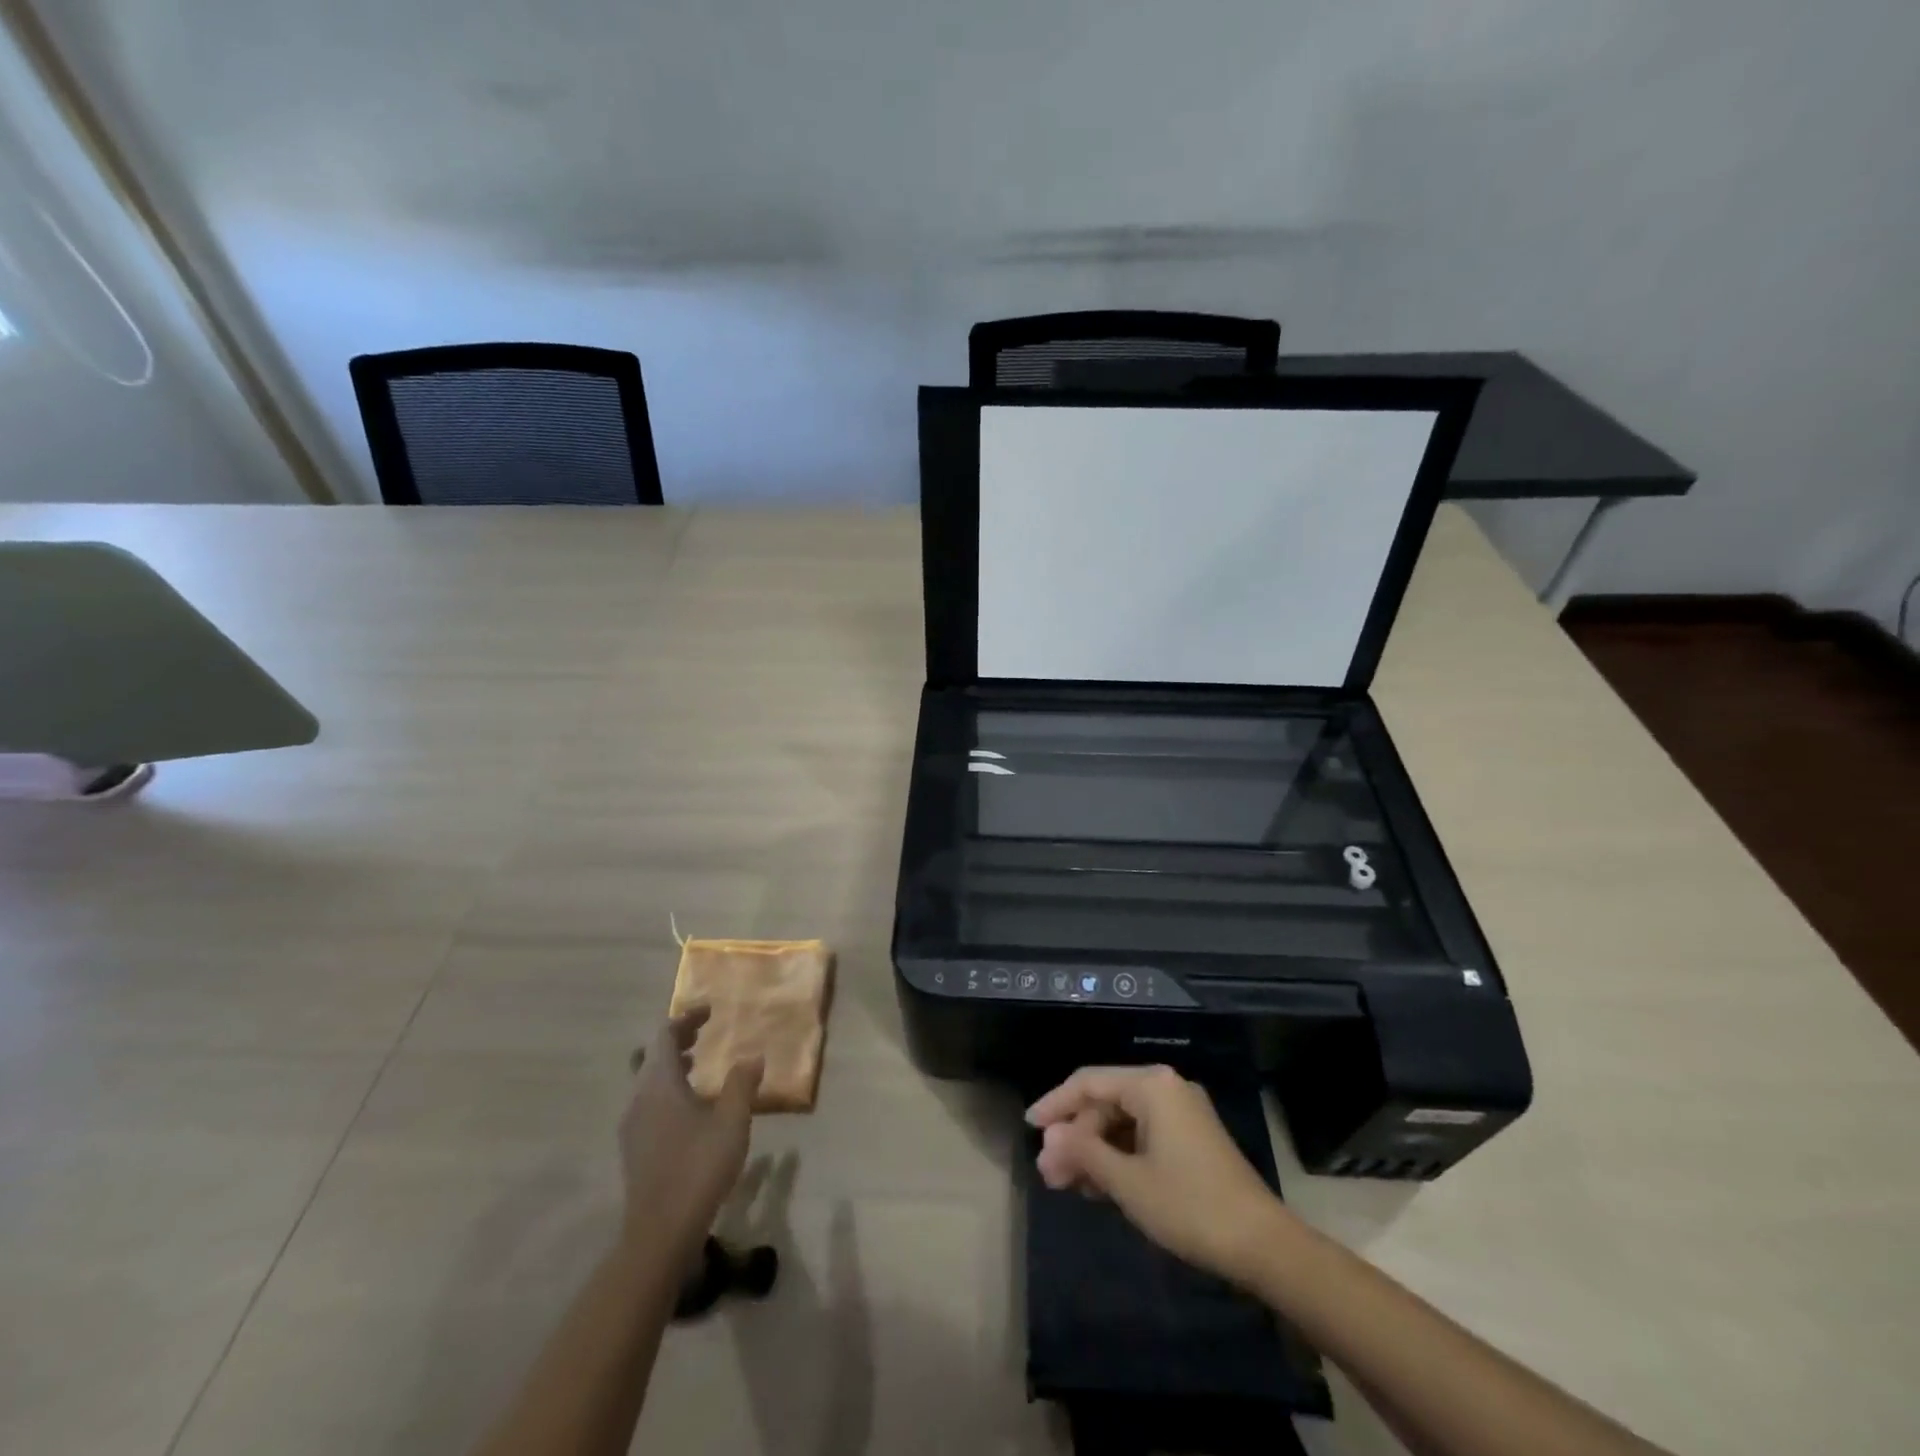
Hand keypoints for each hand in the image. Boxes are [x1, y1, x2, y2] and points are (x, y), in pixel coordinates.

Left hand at [619, 1008, 761, 1258]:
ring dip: (670, 1065)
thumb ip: (741, 1084)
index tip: (710, 1012)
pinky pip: (647, 1101)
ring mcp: (632, 1124)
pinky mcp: (633, 1147)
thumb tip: (753, 1056)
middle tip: (703, 1032)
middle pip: (651, 1054)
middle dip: (676, 1038)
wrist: (661, 1232)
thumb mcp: (732, 1121)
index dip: (686, 1018)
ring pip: (646, 1079)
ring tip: (699, 1065)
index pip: (664, 1035)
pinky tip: (690, 1106)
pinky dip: (666, 1089)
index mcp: (659, 1083)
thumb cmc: (699, 1167)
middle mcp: (638, 1097)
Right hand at [1027, 1064, 1287, 1283]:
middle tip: (1049, 1174)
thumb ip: (1084, 1153)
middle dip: (1075, 1137)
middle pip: (1105, 1103)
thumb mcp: (1127, 1181)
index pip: (1088, 1082)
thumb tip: (1049, 1140)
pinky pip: (1142, 1137)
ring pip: (1122, 1123)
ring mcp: (1181, 1114)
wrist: (1264, 1245)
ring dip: (1094, 1151)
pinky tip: (1100, 1186)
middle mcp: (1166, 1088)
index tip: (1029, 1128)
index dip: (1055, 1104)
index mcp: (1152, 1085)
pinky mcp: (1191, 1139)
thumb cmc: (1189, 1205)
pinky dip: (1118, 1157)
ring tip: (1067, 1186)